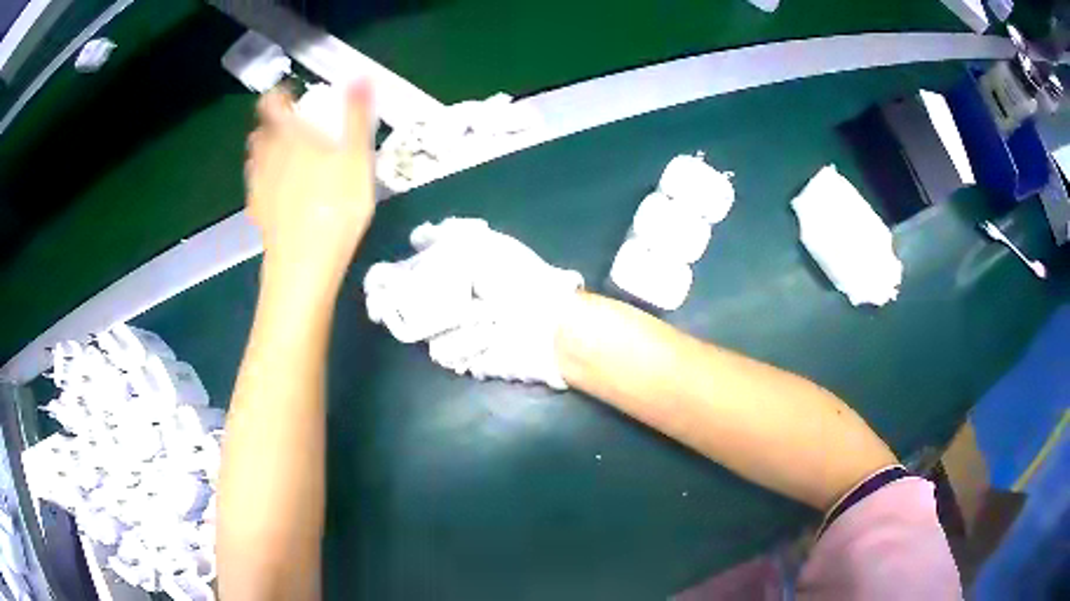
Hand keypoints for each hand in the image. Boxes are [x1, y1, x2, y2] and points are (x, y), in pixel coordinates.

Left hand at [245, 83, 375, 290]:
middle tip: (295, 127)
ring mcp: (259, 187)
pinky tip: (281, 191)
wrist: (304, 265)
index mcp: (288, 137)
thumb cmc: (334, 206)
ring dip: (267, 150)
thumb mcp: (356, 157)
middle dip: (273, 124)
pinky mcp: (258, 213)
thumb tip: (360, 75)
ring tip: (288, 156)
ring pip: (255, 159)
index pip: (272, 104)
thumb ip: (356, 115)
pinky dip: (265, 179)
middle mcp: (267, 157)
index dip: (278, 95)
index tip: (292, 94)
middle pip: (261, 131)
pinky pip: (256, 186)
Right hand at [363, 218, 582, 388]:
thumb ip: (447, 235)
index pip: (408, 273)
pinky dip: (465, 341)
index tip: (376, 280)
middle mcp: (447, 300)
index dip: (387, 277)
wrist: (545, 324)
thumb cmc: (516, 279)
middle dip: (388, 303)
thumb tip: (417, 234)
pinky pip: (444, 350)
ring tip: (474, 317)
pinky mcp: (461, 356)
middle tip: (379, 306)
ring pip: (418, 329)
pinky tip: (486, 335)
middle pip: (402, 304)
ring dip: (443, 322)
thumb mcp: (484, 246)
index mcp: (451, 271)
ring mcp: (452, 329)